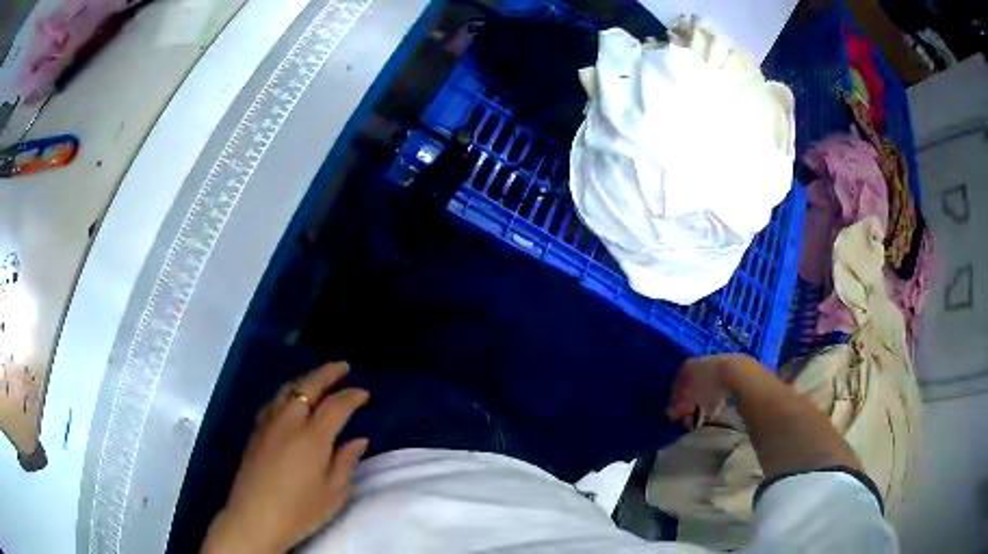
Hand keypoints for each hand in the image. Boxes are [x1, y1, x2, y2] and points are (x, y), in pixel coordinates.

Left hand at [203, 362, 369, 553]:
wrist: (255, 517)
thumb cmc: (300, 510)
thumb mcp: (334, 493)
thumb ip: (346, 462)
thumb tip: (358, 440)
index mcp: (313, 436)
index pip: (336, 405)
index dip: (352, 396)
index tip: (364, 393)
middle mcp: (289, 421)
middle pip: (309, 386)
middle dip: (328, 373)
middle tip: (343, 366)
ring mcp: (269, 423)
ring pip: (287, 390)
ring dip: (306, 379)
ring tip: (318, 378)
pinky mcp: (256, 431)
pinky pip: (274, 401)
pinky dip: (288, 393)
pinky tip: (290, 400)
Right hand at [666, 356, 735, 429]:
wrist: (734, 372)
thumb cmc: (706, 385)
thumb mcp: (687, 398)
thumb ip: (677, 407)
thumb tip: (669, 414)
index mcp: (686, 367)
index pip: (676, 386)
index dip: (675, 402)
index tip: (677, 416)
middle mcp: (698, 365)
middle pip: (691, 388)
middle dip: (690, 406)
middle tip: (690, 420)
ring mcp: (714, 368)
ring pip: (704, 390)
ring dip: (702, 405)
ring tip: (704, 418)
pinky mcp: (727, 373)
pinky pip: (717, 390)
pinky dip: (714, 402)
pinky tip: (715, 412)